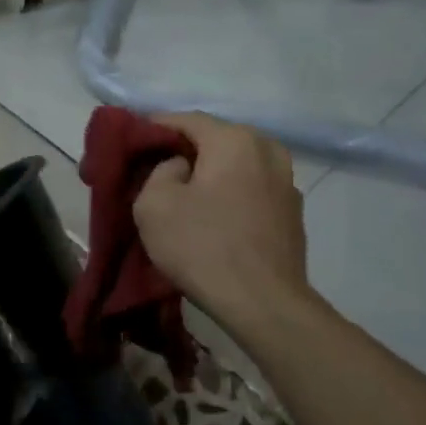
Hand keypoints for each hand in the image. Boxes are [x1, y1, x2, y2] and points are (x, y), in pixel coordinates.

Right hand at [133, 113, 315, 326]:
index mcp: (234, 140)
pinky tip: (215, 217)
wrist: (263, 304)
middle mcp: (268, 150)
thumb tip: (181, 168)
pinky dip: (231, 195)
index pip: (186, 119)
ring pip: (237, 165)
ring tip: (186, 194)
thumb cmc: (203, 247)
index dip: (155, 127)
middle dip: (185, 151)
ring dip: (211, 174)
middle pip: (216, 140)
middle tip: (156, 169)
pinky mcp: (292, 214)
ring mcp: (287, 183)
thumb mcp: (153, 204)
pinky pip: (252, 190)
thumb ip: (159, 171)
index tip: (133, 142)